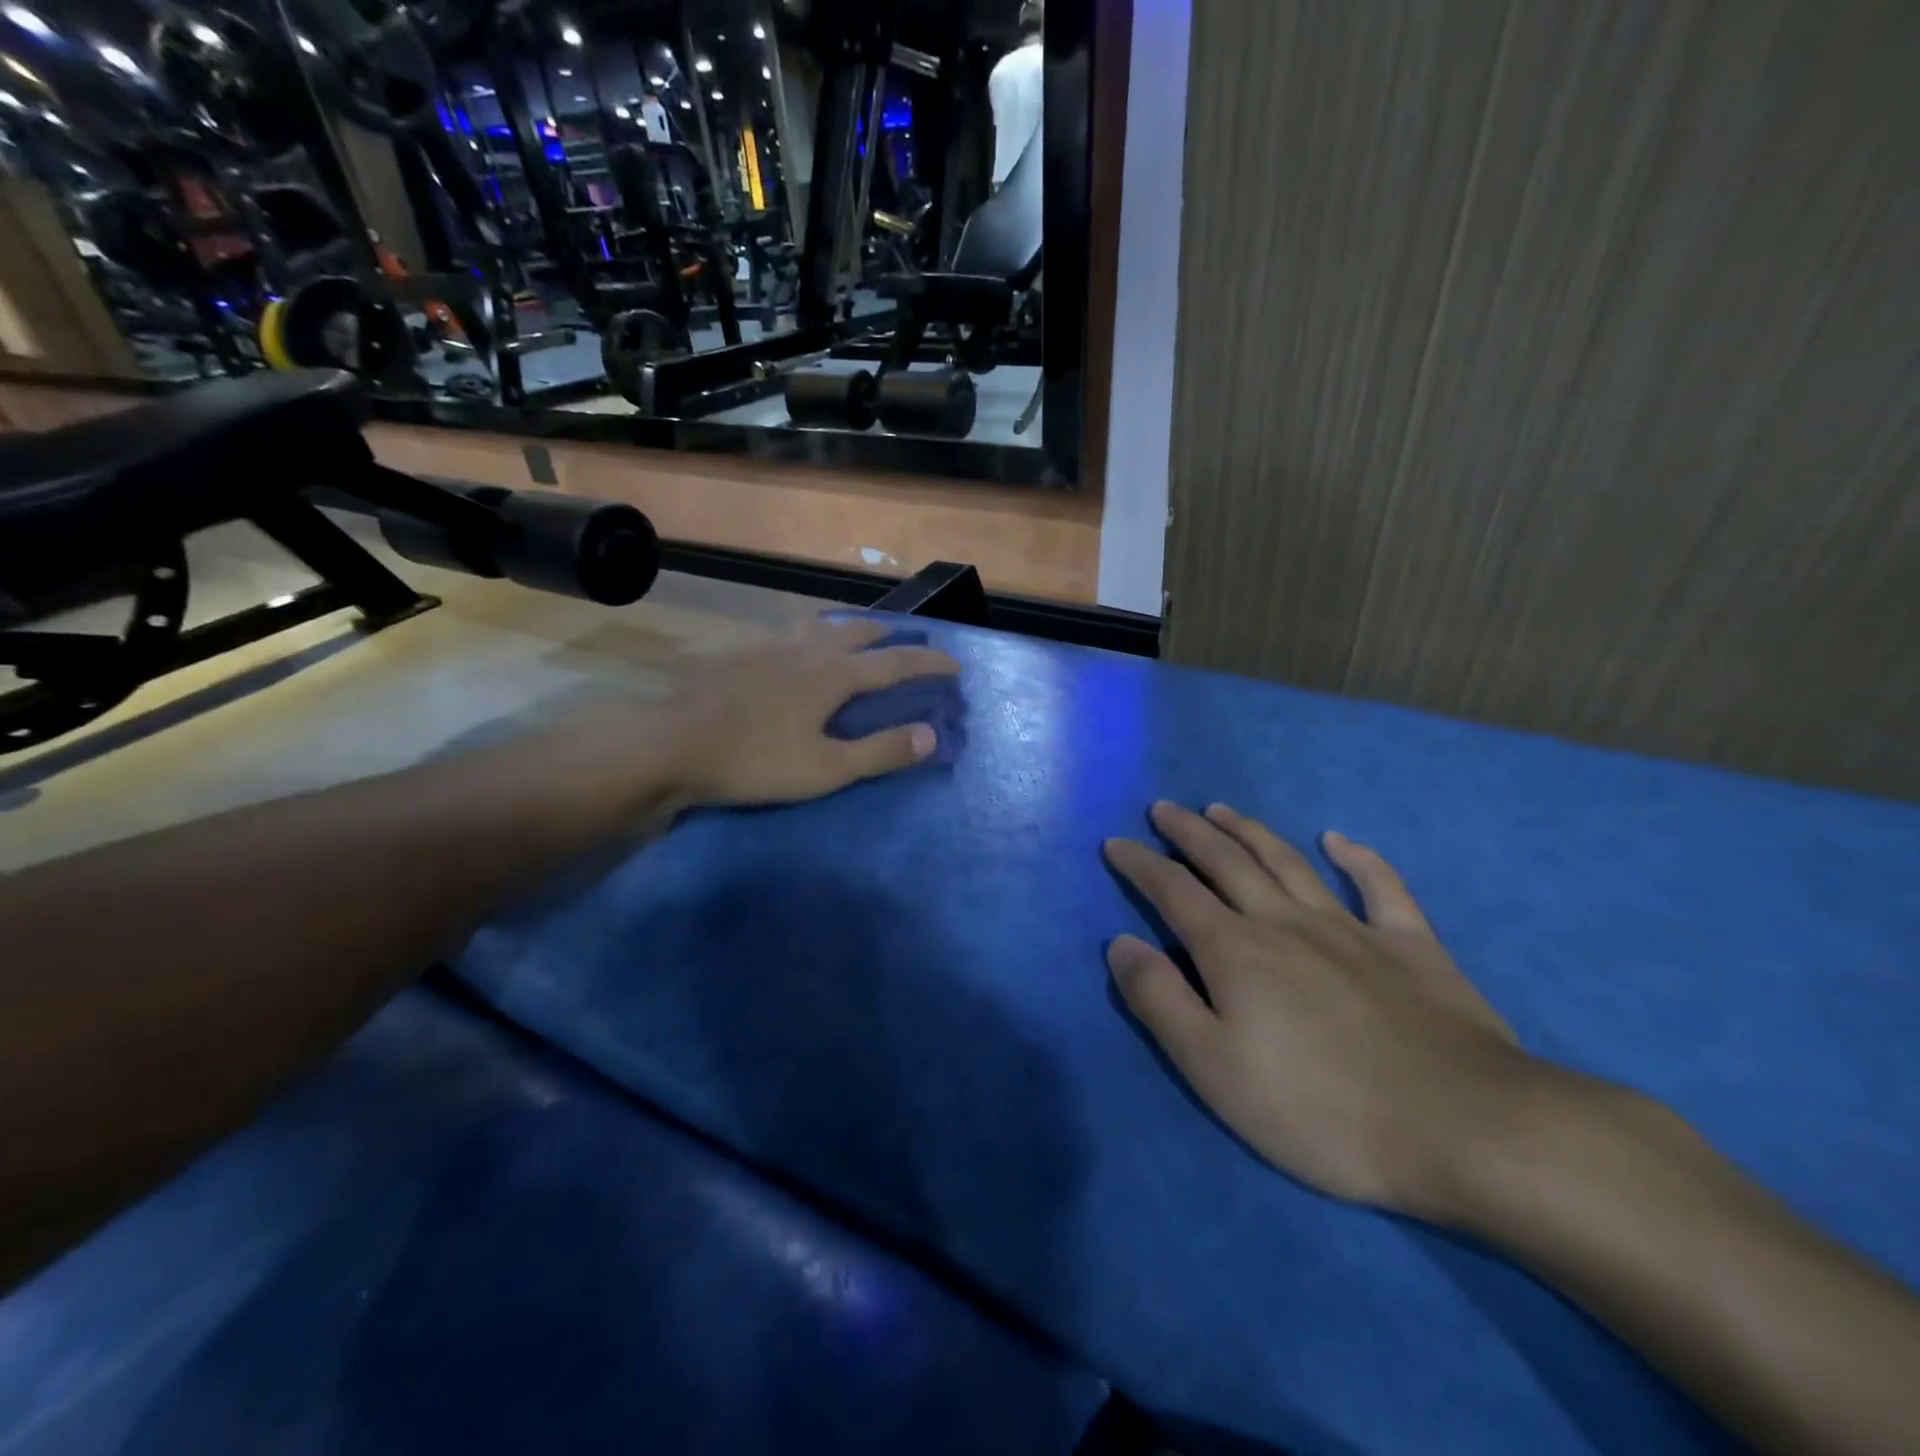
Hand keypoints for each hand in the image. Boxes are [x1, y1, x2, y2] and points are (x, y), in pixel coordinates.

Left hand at [662, 617, 958, 807]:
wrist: (671, 744)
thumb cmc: (754, 761)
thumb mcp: (826, 768)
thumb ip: (881, 751)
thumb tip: (933, 734)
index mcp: (834, 675)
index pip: (896, 662)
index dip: (930, 662)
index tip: (956, 664)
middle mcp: (808, 649)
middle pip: (860, 632)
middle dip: (894, 635)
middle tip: (912, 641)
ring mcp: (771, 646)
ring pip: (822, 624)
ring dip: (851, 627)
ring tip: (861, 635)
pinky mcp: (742, 653)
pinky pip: (791, 632)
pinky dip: (813, 633)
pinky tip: (800, 648)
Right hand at [1104, 802, 1547, 1219]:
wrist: (1464, 1128)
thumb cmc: (1320, 1109)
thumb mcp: (1213, 1068)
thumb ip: (1160, 1000)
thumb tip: (1121, 944)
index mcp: (1235, 951)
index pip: (1173, 892)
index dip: (1140, 864)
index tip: (1116, 843)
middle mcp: (1286, 923)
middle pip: (1227, 862)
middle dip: (1189, 832)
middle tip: (1164, 809)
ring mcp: (1352, 929)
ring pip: (1288, 862)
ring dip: (1250, 831)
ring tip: (1222, 810)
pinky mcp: (1412, 947)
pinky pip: (1381, 888)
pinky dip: (1358, 859)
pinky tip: (1338, 840)